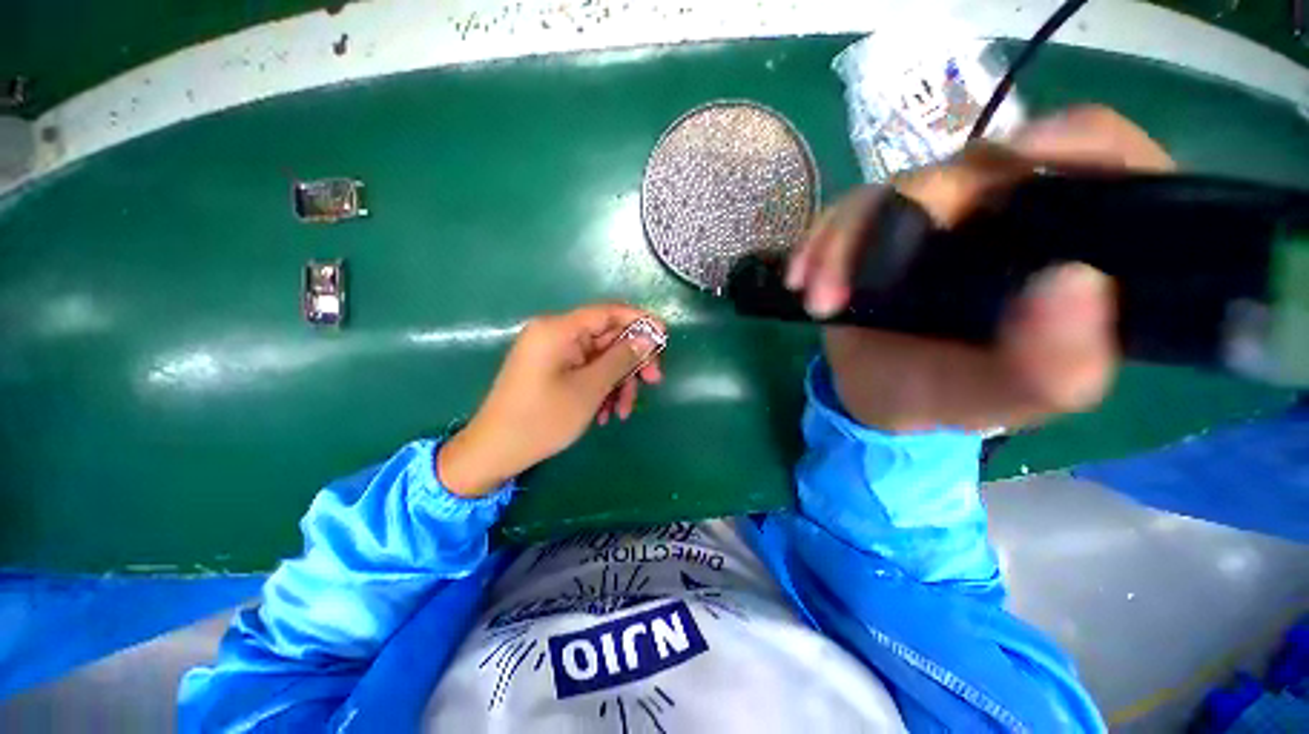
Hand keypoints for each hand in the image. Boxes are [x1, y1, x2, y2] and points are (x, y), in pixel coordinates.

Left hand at [437, 304, 664, 496]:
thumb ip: (622, 358)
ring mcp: (553, 353)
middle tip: (654, 382)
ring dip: (618, 382)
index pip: (609, 312)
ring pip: (600, 358)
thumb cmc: (542, 419)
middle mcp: (555, 334)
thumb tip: (649, 338)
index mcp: (559, 329)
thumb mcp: (589, 388)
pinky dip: (601, 389)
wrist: (494, 452)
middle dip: (632, 361)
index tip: (665, 337)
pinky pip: (586, 371)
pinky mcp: (552, 370)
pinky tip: (606, 414)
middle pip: (607, 337)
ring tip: (624, 412)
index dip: (640, 321)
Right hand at [786, 105, 1174, 432]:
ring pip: (897, 187)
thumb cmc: (950, 394)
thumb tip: (1076, 284)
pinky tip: (802, 280)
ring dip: (846, 241)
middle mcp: (1007, 214)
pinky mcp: (878, 228)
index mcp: (1067, 245)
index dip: (1078, 140)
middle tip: (870, 273)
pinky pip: (846, 211)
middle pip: (978, 166)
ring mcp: (936, 216)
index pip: (1106, 160)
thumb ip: (1055, 365)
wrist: (877, 394)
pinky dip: (819, 242)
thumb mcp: (1008, 399)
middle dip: (916, 209)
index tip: (1025, 155)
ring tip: (820, 300)